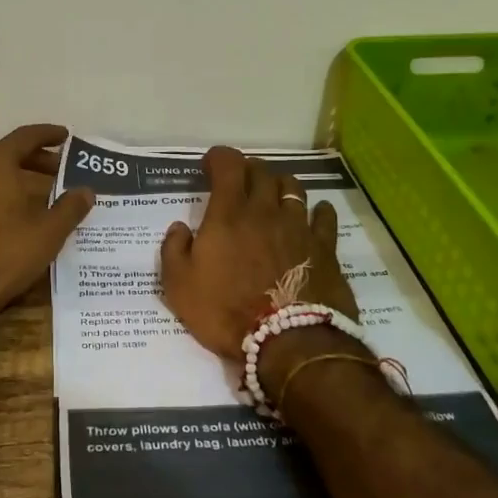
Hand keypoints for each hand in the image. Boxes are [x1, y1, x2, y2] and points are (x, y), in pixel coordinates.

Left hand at [0, 124, 95, 321]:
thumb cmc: (3, 257)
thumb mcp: (48, 233)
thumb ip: (70, 207)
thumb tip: (86, 191)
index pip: (25, 136)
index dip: (47, 135)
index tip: (64, 136)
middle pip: (3, 153)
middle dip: (32, 160)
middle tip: (55, 172)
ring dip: (8, 177)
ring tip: (30, 194)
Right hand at [159, 147, 357, 359]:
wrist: (288, 341)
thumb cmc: (226, 312)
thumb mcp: (179, 286)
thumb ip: (173, 250)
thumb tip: (179, 227)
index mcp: (228, 214)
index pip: (228, 165)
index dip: (219, 157)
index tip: (210, 165)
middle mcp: (265, 210)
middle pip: (261, 171)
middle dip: (247, 169)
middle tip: (238, 180)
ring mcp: (298, 227)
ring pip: (293, 187)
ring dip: (279, 184)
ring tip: (273, 194)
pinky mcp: (324, 247)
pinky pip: (324, 217)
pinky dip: (318, 210)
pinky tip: (316, 213)